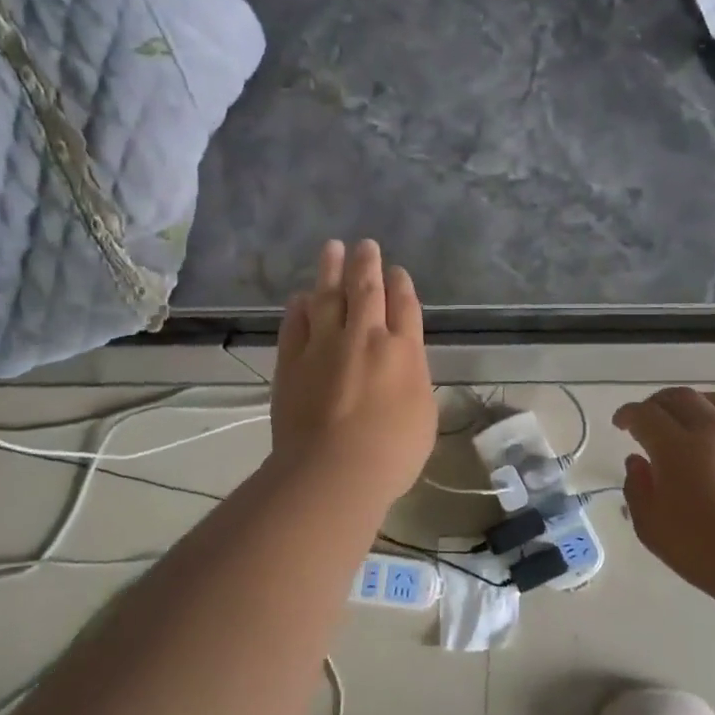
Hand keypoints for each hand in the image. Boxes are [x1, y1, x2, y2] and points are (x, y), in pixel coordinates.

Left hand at [272, 240, 435, 510]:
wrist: (333, 470)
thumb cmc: (392, 454)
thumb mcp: (423, 417)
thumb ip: (414, 381)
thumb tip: (402, 364)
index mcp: (403, 352)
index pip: (404, 306)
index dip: (401, 285)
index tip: (396, 271)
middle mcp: (364, 338)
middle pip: (366, 289)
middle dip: (366, 264)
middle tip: (365, 245)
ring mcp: (324, 345)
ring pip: (327, 296)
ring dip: (330, 270)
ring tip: (331, 248)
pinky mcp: (292, 361)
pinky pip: (295, 323)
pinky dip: (299, 307)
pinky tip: (301, 297)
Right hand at [613, 388, 714, 597]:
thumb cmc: (705, 550)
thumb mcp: (652, 527)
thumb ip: (637, 488)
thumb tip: (637, 461)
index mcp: (677, 447)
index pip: (645, 414)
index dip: (627, 414)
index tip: (620, 424)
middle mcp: (712, 430)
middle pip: (680, 398)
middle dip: (657, 404)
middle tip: (647, 419)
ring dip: (693, 404)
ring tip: (684, 418)